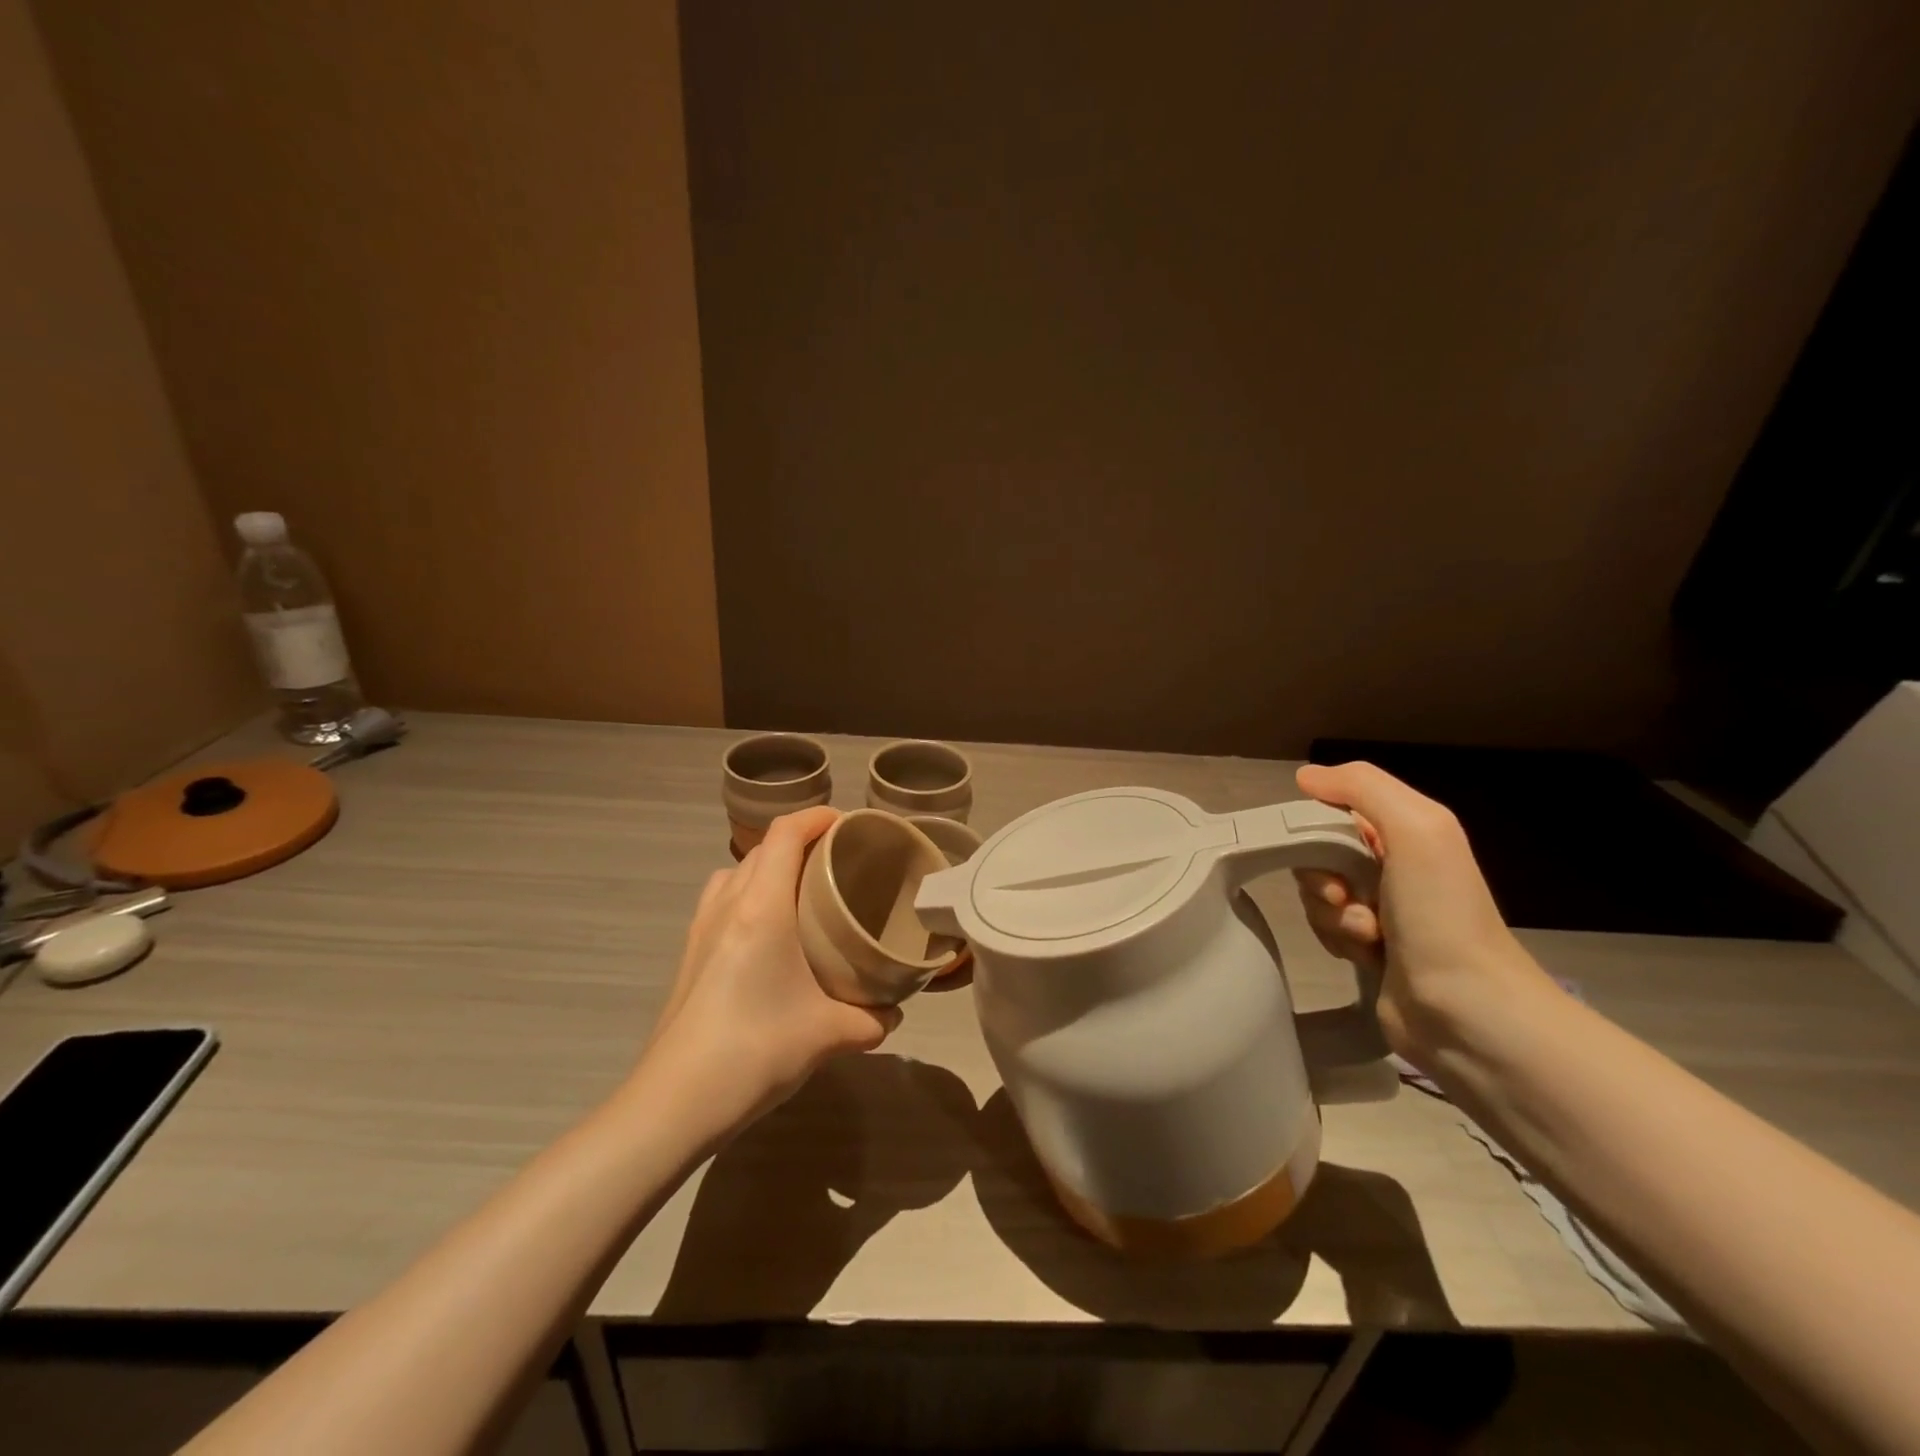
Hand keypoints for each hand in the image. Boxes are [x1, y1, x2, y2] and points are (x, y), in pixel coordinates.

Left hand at [639, 807, 900, 1132]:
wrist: (674, 1102)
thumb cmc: (755, 1050)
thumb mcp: (828, 1034)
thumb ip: (870, 1019)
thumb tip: (892, 1015)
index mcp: (762, 907)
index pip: (785, 834)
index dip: (816, 817)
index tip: (848, 825)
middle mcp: (727, 905)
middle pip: (762, 849)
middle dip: (800, 843)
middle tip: (837, 864)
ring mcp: (701, 929)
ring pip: (735, 873)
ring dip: (768, 868)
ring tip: (800, 893)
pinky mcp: (689, 954)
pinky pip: (721, 901)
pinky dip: (747, 896)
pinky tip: (768, 936)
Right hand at [1291, 761, 1550, 1065]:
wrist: (1468, 1011)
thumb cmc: (1442, 913)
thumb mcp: (1416, 829)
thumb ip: (1363, 787)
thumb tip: (1306, 776)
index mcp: (1408, 831)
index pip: (1336, 809)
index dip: (1318, 828)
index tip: (1323, 853)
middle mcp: (1394, 865)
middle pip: (1320, 853)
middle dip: (1322, 877)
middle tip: (1344, 898)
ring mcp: (1382, 909)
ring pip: (1319, 894)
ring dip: (1332, 914)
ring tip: (1368, 937)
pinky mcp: (1369, 949)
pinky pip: (1325, 928)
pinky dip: (1336, 940)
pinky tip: (1365, 956)